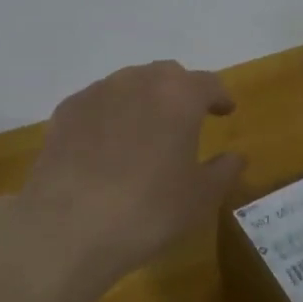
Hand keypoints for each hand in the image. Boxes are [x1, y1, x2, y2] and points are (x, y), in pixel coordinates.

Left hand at [16, 61, 245, 286]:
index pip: (208, 83)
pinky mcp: (66, 110)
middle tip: (186, 118)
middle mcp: (138, 81)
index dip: (219, 97)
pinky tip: (106, 145)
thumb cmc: (148, 210)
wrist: (67, 226)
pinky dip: (110, 115)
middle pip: (167, 75)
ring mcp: (97, 92)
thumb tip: (235, 156)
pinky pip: (98, 103)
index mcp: (179, 95)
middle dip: (180, 92)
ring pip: (129, 84)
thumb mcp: (200, 198)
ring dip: (143, 101)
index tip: (224, 111)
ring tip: (145, 131)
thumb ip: (224, 171)